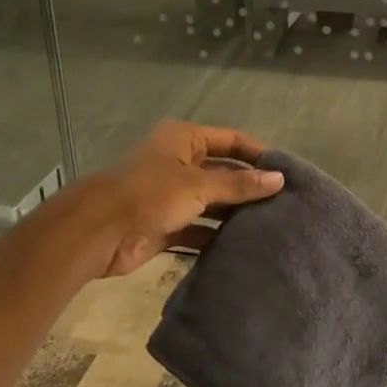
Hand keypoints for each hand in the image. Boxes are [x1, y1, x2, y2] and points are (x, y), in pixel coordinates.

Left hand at [90, 121, 283, 278]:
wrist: (99, 231)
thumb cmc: (150, 194)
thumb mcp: (198, 185)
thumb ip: (239, 185)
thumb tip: (279, 179)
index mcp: (184, 140)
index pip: (231, 140)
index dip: (258, 154)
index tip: (287, 172)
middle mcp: (180, 163)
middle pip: (224, 172)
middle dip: (250, 187)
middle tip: (285, 204)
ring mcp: (173, 196)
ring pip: (213, 202)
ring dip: (235, 214)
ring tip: (272, 227)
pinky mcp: (167, 225)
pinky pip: (200, 228)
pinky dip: (217, 236)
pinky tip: (244, 246)